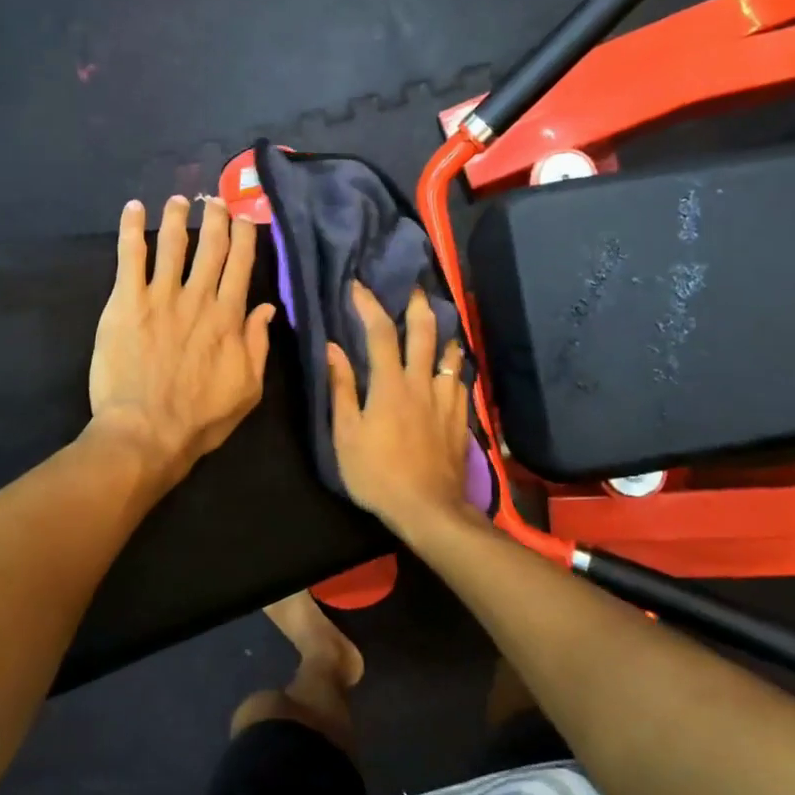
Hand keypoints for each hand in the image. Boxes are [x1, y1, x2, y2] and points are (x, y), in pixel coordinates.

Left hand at [88, 195, 275, 489]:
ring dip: (177, 217)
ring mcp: (159, 296)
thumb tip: (268, 307)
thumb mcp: (248, 389)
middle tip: (216, 199)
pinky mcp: (125, 302)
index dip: (245, 236)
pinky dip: (130, 229)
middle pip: (210, 246)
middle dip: (215, 217)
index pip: (241, 264)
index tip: (246, 217)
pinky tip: (133, 208)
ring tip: (179, 200)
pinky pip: (129, 256)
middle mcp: (197, 297)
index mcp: (228, 317)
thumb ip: (258, 344)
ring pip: (171, 243)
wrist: (146, 433)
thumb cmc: (200, 418)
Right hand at [327, 281, 471, 538]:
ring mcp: (446, 400)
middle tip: (414, 287)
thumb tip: (333, 349)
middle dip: (418, 306)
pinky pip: (461, 380)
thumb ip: (341, 389)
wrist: (428, 508)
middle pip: (424, 333)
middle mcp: (422, 383)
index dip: (369, 305)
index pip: (380, 333)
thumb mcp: (346, 435)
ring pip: (450, 354)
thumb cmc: (377, 474)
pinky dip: (456, 365)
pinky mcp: (460, 417)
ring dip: (443, 332)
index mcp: (390, 386)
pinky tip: (454, 364)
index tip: (358, 286)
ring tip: (439, 321)